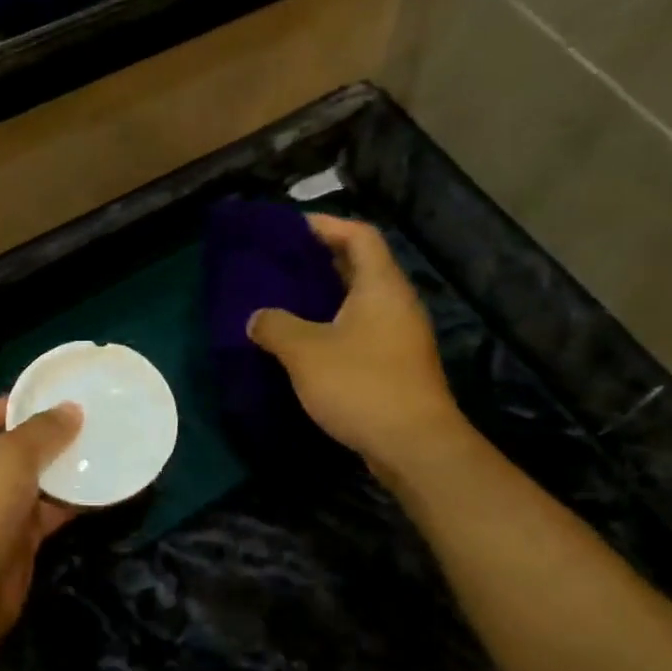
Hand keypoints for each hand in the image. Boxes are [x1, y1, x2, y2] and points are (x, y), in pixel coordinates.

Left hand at [0, 397, 82, 640]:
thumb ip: (44, 429)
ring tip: (98, 449)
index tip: (53, 399)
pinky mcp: (7, 539)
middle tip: (83, 423)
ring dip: (58, 470)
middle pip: (4, 448)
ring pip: (25, 482)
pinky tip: (98, 488)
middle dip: (42, 439)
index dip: (12, 405)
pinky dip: (66, 503)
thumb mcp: (11, 455)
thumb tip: (72, 410)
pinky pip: (40, 512)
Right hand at [247, 215, 466, 473]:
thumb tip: (257, 318)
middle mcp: (396, 304)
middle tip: (281, 264)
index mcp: (380, 286)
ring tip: (286, 302)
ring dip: (326, 299)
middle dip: (321, 261)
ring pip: (360, 304)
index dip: (326, 225)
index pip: (359, 235)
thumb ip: (276, 326)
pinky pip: (361, 333)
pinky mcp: (396, 367)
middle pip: (361, 267)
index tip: (291, 228)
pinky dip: (334, 329)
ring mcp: (400, 338)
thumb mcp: (306, 352)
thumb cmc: (361, 385)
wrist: (414, 445)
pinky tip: (306, 346)